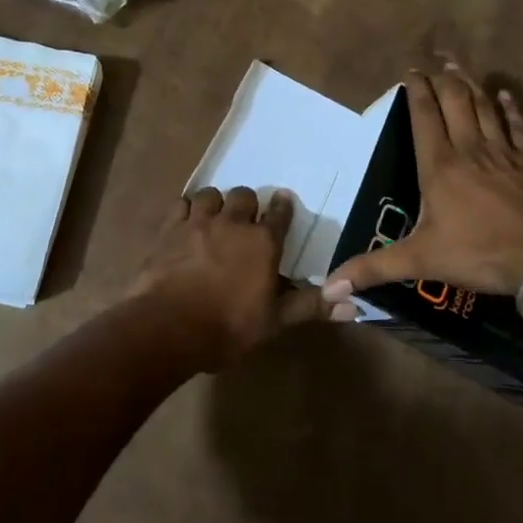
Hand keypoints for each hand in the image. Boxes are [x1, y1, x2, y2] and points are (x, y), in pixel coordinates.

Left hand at [133, 186, 322, 370]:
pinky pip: (181, 204)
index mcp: (262, 242)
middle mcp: (233, 223)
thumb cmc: (227, 327)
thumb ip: (310, 306)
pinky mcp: (170, 228)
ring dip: (215, 204)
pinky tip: (186, 223)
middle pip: (244, 196)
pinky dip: (186, 210)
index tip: (283, 201)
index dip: (282, 207)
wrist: (168, 327)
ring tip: (214, 218)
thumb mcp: (274, 322)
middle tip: (245, 219)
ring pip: (211, 195)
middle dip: (246, 204)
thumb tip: (353, 304)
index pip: (279, 214)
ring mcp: (199, 222)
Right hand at [324, 64, 522, 304]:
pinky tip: (505, 96)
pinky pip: (517, 126)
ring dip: (471, 84)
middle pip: (455, 102)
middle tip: (436, 60)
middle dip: (443, 78)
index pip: (424, 117)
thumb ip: (375, 269)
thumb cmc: (481, 253)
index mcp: (439, 166)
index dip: (416, 91)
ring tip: (460, 67)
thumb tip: (328, 288)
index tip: (410, 72)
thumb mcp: (422, 261)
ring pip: (484, 107)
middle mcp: (469, 149)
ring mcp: (504, 152)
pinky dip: (510, 109)